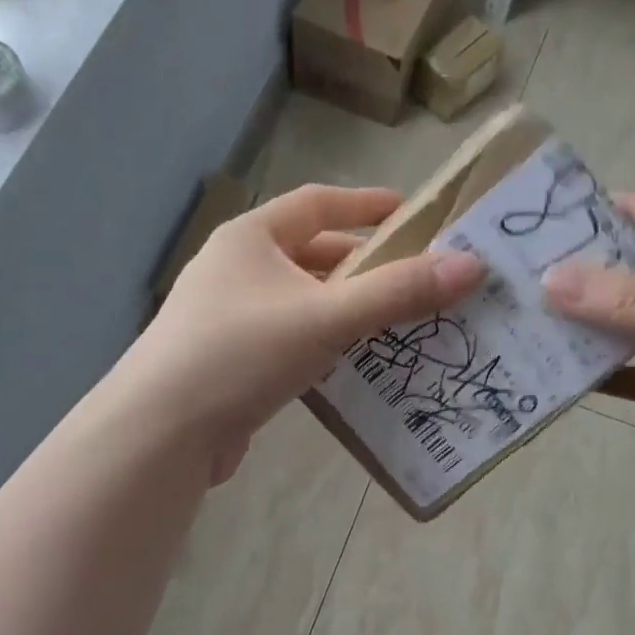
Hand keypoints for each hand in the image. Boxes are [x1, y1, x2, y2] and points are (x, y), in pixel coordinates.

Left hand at [120, 185, 484, 483]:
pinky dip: (320, 345)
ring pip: (299, 303)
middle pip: (308, 255)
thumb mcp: (326, 317)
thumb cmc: (242, 353)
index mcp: (250, 239)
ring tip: (393, 324)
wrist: (164, 431)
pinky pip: (287, 341)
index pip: (316, 203)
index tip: (411, 213)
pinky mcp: (227, 363)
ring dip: (343, 310)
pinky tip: (348, 365)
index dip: (365, 205)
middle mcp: (234, 269)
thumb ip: (397, 293)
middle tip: (412, 280)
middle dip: (361, 266)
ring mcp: (225, 318)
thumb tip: (471, 266)